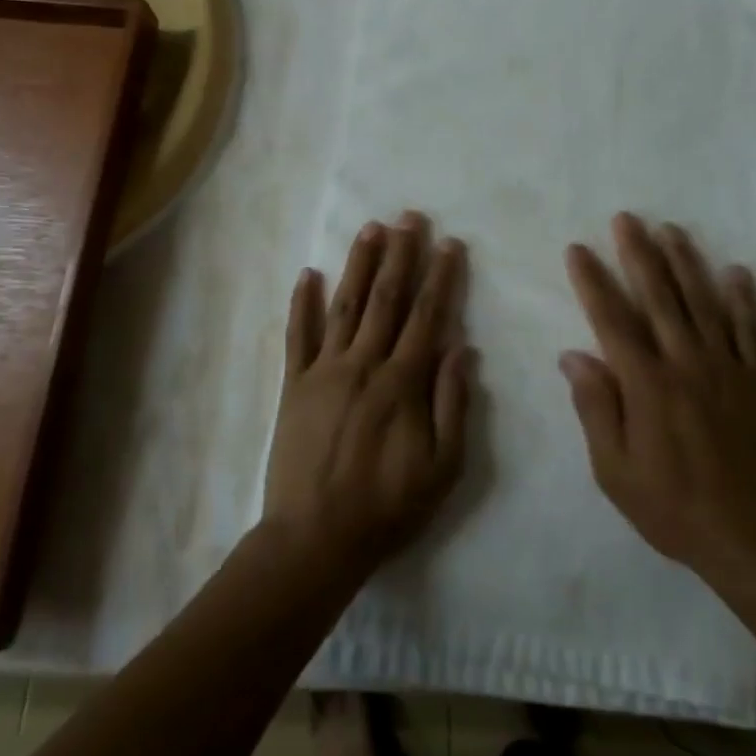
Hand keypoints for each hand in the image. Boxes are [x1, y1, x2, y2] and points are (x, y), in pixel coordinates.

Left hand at [263, 212, 474, 580]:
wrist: (315, 538)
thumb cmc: (388, 506)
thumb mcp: (443, 467)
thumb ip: (453, 404)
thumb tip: (462, 348)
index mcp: (402, 383)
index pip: (427, 317)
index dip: (440, 278)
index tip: (449, 245)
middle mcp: (363, 364)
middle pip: (386, 299)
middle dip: (401, 256)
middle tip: (410, 218)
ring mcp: (323, 371)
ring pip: (344, 306)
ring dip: (359, 265)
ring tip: (370, 229)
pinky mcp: (293, 385)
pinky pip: (297, 336)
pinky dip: (301, 303)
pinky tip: (306, 273)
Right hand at [562, 213, 755, 584]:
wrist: (752, 536)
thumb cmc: (672, 506)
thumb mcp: (614, 470)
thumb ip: (596, 408)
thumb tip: (573, 356)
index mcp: (646, 384)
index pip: (612, 320)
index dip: (593, 282)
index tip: (579, 250)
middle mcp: (686, 363)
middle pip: (659, 297)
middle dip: (639, 254)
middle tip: (626, 218)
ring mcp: (727, 368)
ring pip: (704, 302)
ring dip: (686, 262)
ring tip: (672, 229)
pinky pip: (752, 330)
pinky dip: (745, 299)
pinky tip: (737, 272)